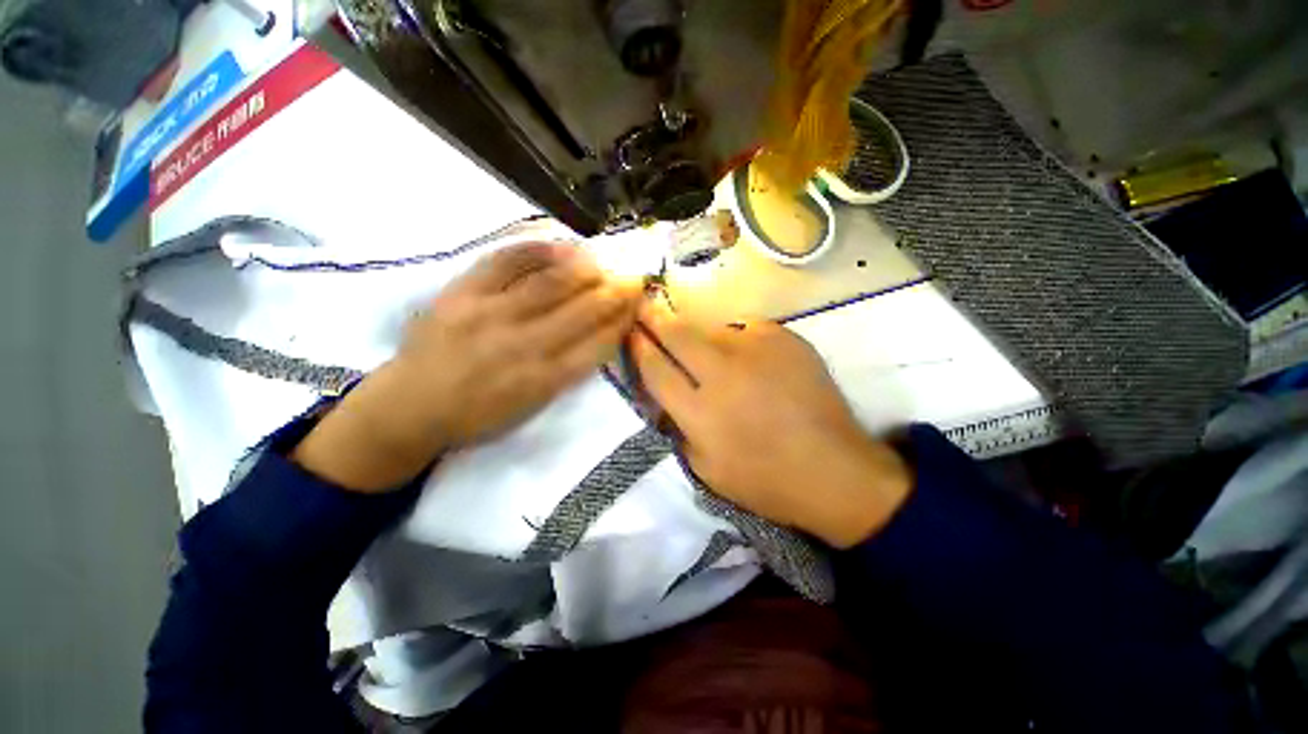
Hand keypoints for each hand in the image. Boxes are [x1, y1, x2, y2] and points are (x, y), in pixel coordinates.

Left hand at [293, 242, 643, 491]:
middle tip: (635, 276)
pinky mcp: (461, 293)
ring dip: (585, 269)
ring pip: (551, 284)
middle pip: (582, 312)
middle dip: (615, 292)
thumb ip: (569, 372)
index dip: (622, 321)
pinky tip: (560, 245)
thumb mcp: (533, 407)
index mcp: (544, 380)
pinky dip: (536, 249)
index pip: (597, 344)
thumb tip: (600, 335)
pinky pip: (505, 261)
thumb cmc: (479, 415)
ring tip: (604, 261)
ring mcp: (491, 315)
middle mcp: (524, 346)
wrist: (410, 407)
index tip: (637, 305)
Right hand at [629, 298, 911, 547]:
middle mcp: (724, 374)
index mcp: (700, 412)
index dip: (638, 347)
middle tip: (645, 304)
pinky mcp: (785, 339)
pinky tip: (748, 360)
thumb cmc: (765, 481)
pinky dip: (738, 342)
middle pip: (678, 333)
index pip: (655, 368)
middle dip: (655, 316)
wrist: (834, 470)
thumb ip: (679, 428)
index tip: (631, 331)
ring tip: (708, 349)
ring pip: (712, 329)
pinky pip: (747, 330)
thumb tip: (664, 397)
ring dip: (700, 334)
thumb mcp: (705, 470)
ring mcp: (757, 351)